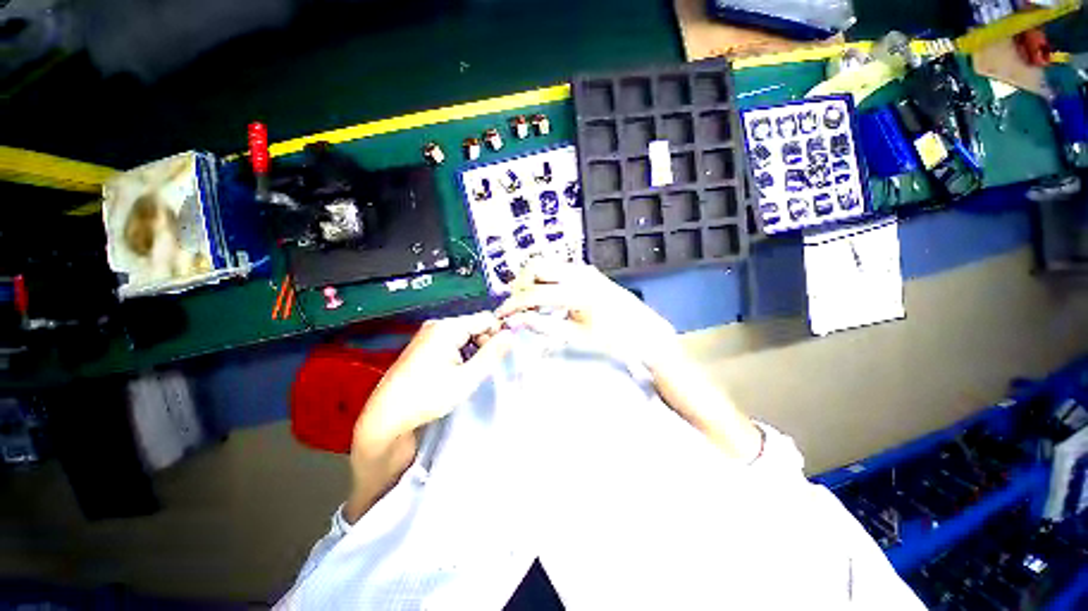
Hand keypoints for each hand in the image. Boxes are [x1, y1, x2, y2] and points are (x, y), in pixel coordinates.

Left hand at [354, 312, 513, 453]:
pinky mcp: (423, 345)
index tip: (498, 357)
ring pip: (464, 334)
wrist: (386, 417)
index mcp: (448, 327)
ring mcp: (428, 334)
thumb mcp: (467, 378)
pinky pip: (451, 341)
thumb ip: (491, 354)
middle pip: (474, 325)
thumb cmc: (428, 397)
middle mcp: (437, 324)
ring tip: (468, 373)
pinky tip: (455, 371)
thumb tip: (511, 335)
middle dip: (484, 343)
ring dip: (472, 350)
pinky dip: (460, 353)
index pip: (486, 319)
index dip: (497, 335)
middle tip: (481, 369)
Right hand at [496, 261, 681, 369]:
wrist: (646, 332)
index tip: (501, 316)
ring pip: (546, 265)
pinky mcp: (588, 271)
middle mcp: (579, 273)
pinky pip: (558, 269)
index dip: (513, 305)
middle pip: (536, 266)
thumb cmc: (615, 339)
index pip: (534, 293)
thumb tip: (515, 320)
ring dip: (532, 281)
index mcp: (577, 291)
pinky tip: (547, 299)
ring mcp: (585, 269)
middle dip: (520, 285)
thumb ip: (543, 326)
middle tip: (518, 307)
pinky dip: (546, 280)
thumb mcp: (577, 337)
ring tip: (530, 305)